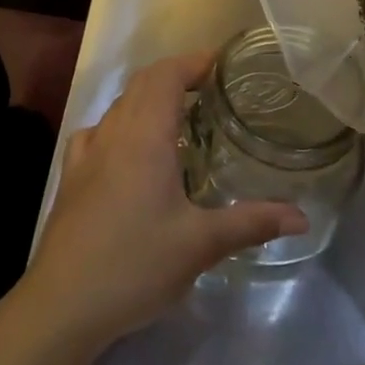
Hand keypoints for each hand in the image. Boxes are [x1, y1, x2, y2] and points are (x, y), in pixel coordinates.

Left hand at [17, 52, 306, 352]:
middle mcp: (114, 133)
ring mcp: (87, 153)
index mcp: (145, 137)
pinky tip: (126, 148)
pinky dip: (119, 124)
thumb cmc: (136, 265)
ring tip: (176, 115)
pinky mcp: (71, 176)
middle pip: (142, 83)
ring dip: (147, 97)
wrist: (63, 302)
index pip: (166, 76)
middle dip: (174, 74)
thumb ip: (251, 224)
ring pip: (119, 106)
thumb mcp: (200, 245)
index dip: (192, 62)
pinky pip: (96, 132)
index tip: (220, 63)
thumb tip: (301, 216)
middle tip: (208, 86)